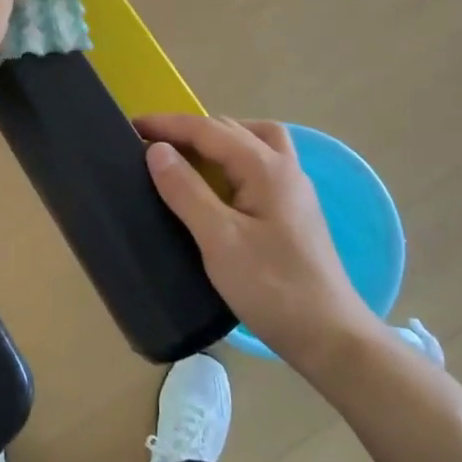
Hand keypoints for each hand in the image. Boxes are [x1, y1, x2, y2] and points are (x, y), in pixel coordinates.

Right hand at [136, 113, 380, 372]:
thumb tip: (157, 150)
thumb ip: (186, 191)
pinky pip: (260, 165)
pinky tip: (218, 185)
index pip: (209, 130)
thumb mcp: (219, 240)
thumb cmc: (272, 287)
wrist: (329, 336)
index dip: (169, 125)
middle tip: (153, 144)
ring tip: (188, 157)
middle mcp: (285, 169)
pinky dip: (233, 160)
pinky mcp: (294, 212)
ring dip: (219, 140)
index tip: (131, 126)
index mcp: (266, 169)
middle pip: (234, 129)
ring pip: (255, 142)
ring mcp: (294, 190)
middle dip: (191, 129)